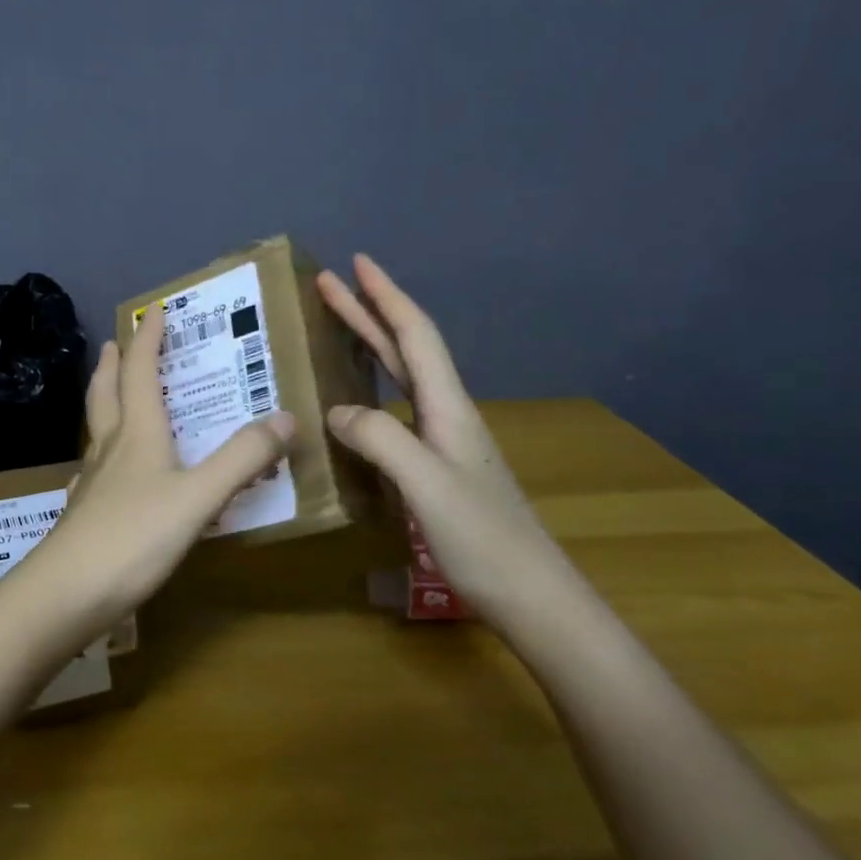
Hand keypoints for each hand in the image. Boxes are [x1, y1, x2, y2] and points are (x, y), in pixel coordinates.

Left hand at [33, 304, 295, 628]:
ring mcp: (93, 482)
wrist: (67, 593)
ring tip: (111, 393)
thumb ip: (242, 458)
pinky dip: (103, 452)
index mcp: (137, 434)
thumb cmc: (134, 538)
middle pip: (106, 393)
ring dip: (104, 401)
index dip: (147, 340)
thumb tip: (286, 416)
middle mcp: (110, 448)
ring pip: (97, 429)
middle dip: (113, 364)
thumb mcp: (199, 497)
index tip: (153, 311)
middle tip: (113, 343)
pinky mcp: (84, 513)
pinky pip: (95, 468)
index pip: (139, 372)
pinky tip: (105, 470)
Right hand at [317, 253, 587, 631]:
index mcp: (448, 408)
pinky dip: (370, 389)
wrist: (532, 596)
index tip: (356, 263)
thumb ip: (381, 439)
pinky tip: (353, 403)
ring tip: (337, 327)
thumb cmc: (483, 540)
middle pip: (405, 349)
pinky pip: (395, 411)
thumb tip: (336, 410)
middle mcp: (446, 415)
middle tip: (328, 284)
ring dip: (370, 345)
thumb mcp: (427, 485)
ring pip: (401, 378)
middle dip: (368, 311)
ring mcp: (443, 441)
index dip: (385, 296)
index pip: (415, 336)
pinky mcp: (436, 467)